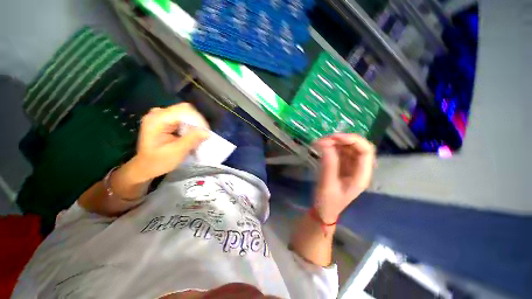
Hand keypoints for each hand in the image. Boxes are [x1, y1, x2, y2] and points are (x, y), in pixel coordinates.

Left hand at [133, 103, 208, 180]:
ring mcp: (161, 115)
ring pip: (186, 113)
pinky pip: (183, 117)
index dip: (197, 120)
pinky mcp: (165, 119)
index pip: (183, 111)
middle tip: (203, 135)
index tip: (205, 133)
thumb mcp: (176, 152)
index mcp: (157, 120)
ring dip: (194, 124)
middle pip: (185, 110)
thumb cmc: (158, 161)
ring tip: (198, 136)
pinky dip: (190, 126)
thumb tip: (207, 132)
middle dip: (197, 122)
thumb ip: (191, 140)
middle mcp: (158, 113)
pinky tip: (190, 135)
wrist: (145, 166)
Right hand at [313, 133, 374, 222]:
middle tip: (324, 140)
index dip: (352, 140)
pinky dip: (331, 147)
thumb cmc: (328, 202)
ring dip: (335, 142)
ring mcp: (351, 166)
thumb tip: (325, 144)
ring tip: (320, 143)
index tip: (334, 138)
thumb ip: (328, 164)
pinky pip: (340, 152)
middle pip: (358, 147)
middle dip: (342, 140)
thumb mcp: (327, 184)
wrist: (324, 211)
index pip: (366, 151)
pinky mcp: (342, 166)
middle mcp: (359, 168)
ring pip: (348, 147)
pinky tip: (322, 147)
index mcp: (361, 175)